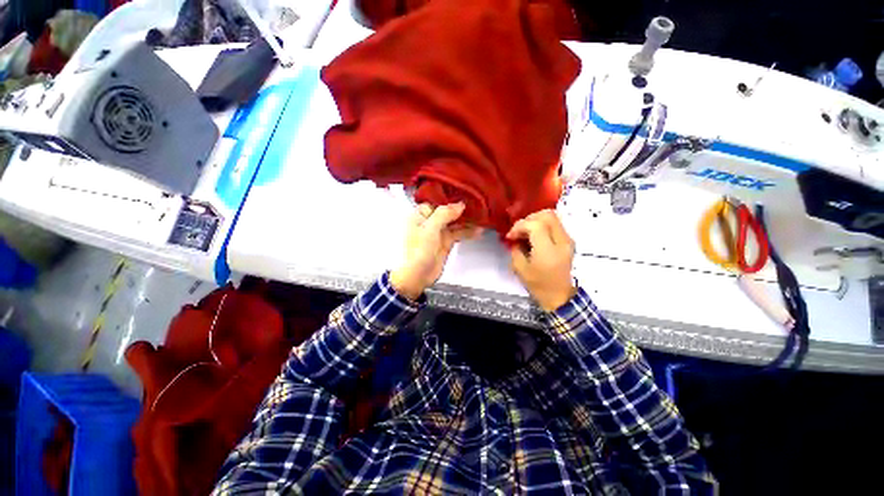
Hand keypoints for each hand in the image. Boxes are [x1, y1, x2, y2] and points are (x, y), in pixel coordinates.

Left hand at [391, 203, 481, 299]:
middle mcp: (429, 222)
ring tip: (481, 216)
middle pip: (447, 212)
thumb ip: (444, 214)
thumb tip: (459, 204)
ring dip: (466, 220)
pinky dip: (467, 232)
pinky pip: (458, 234)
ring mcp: (438, 233)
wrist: (417, 276)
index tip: (463, 194)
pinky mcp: (445, 243)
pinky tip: (478, 231)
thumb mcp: (430, 229)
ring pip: (454, 223)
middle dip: (460, 209)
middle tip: (476, 203)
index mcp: (420, 215)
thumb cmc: (418, 251)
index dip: (449, 198)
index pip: (436, 202)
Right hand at [506, 209, 576, 311]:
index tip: (510, 236)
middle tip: (519, 230)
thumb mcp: (519, 268)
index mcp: (548, 250)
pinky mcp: (568, 241)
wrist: (559, 296)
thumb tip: (515, 238)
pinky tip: (534, 236)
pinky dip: (542, 226)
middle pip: (547, 215)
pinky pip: (555, 224)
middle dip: (529, 219)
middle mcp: (562, 241)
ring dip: (536, 221)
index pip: (535, 225)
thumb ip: (515, 249)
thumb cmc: (538, 285)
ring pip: (552, 217)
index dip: (519, 226)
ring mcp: (568, 240)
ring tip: (525, 233)